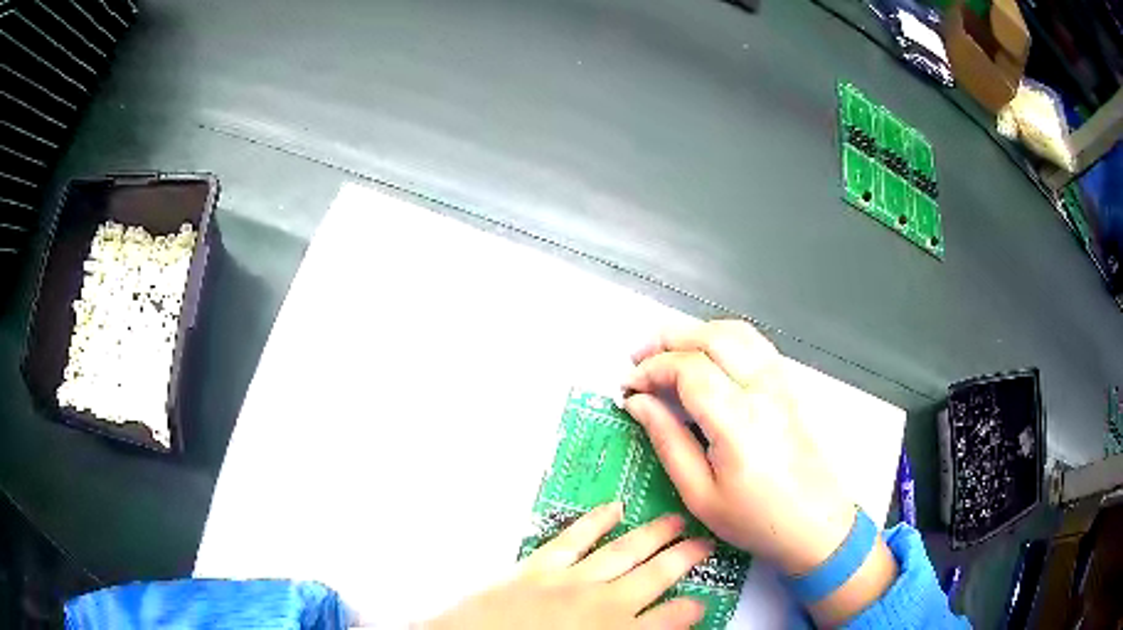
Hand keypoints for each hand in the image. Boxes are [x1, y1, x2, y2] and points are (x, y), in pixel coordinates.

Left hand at [422, 503, 712, 629]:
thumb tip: (654, 629)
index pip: (672, 618)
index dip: (690, 609)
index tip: (700, 603)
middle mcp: (604, 604)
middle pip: (658, 575)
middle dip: (686, 558)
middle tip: (705, 543)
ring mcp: (571, 581)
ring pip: (625, 551)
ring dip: (654, 535)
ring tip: (676, 521)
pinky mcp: (538, 567)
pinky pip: (574, 538)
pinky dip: (595, 521)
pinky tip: (614, 508)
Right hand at [623, 320, 856, 574]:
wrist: (814, 523)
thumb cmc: (756, 519)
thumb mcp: (700, 495)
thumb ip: (668, 442)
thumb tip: (638, 404)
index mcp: (738, 422)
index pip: (689, 370)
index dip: (652, 370)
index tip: (628, 387)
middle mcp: (762, 391)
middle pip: (711, 338)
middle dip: (667, 340)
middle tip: (637, 360)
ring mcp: (780, 383)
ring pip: (735, 331)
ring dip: (695, 332)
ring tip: (666, 352)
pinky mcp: (788, 386)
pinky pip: (754, 343)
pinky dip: (722, 337)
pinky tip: (706, 356)